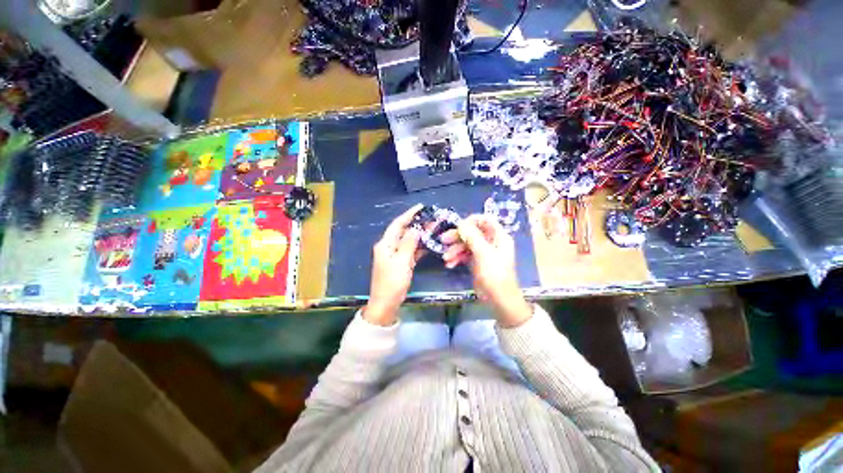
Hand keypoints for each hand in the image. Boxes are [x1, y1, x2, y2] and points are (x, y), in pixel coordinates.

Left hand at [364, 204, 424, 325]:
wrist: (386, 304)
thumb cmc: (392, 282)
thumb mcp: (402, 262)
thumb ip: (409, 243)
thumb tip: (415, 228)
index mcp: (385, 244)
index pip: (398, 224)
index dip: (408, 214)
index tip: (421, 207)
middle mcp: (389, 247)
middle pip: (404, 231)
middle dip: (417, 224)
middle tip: (432, 219)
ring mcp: (395, 255)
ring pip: (408, 241)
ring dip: (420, 235)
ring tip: (434, 229)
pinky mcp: (400, 263)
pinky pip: (410, 251)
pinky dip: (419, 247)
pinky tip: (429, 244)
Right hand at [441, 215, 532, 326]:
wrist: (499, 299)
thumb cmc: (494, 274)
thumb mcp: (483, 253)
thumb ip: (472, 236)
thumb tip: (461, 223)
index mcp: (499, 236)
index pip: (485, 220)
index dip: (471, 221)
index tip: (458, 226)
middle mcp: (491, 242)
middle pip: (473, 232)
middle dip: (458, 236)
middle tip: (443, 240)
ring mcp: (484, 252)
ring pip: (467, 244)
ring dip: (455, 249)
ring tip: (446, 258)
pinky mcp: (477, 262)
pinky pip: (465, 255)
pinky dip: (457, 258)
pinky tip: (450, 264)